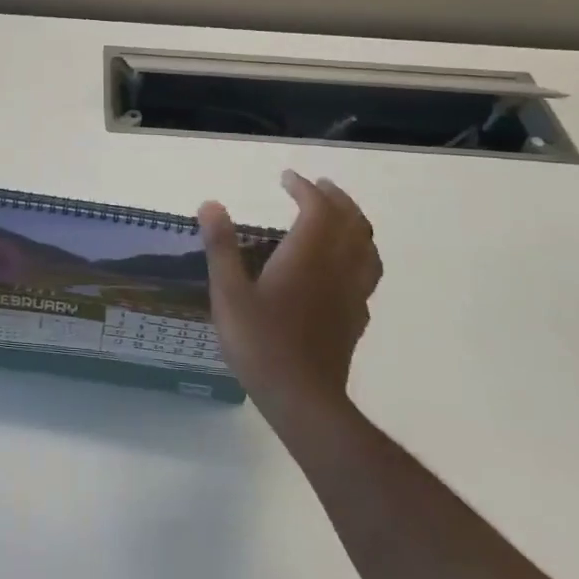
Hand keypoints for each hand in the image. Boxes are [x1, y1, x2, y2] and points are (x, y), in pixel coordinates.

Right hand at [199, 171, 382, 421]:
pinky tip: (344, 267)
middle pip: (351, 222)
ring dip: (355, 223)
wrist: (304, 400)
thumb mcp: (228, 293)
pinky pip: (367, 275)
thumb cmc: (261, 343)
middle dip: (336, 198)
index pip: (317, 208)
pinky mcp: (355, 319)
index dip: (304, 188)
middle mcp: (337, 268)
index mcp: (308, 256)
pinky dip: (359, 257)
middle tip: (318, 187)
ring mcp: (352, 294)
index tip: (287, 178)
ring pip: (367, 248)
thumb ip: (221, 247)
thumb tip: (211, 204)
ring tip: (339, 217)